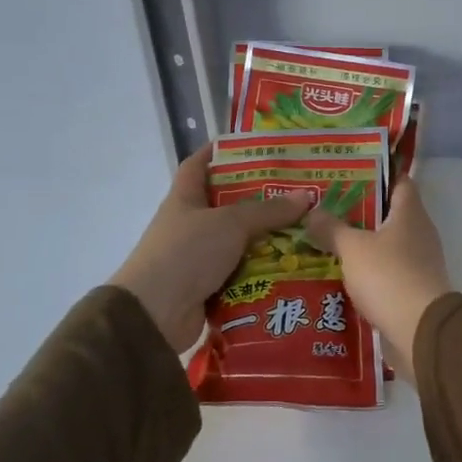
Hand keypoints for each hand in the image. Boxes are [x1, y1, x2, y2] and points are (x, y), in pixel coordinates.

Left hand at [110, 147, 314, 353]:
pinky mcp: (209, 288)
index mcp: (185, 200)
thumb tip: (306, 196)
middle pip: (228, 204)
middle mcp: (190, 225)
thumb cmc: (186, 253)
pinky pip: (243, 273)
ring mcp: (198, 258)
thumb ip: (268, 210)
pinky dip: (265, 271)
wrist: (154, 316)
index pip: (198, 165)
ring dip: (269, 239)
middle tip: (298, 192)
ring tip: (307, 231)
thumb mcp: (230, 223)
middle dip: (260, 199)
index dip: (219, 152)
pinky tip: (294, 266)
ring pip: (240, 241)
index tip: (250, 145)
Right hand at [305, 179, 451, 377]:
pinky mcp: (413, 289)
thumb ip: (332, 228)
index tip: (349, 173)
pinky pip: (386, 272)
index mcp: (410, 214)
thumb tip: (313, 211)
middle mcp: (419, 233)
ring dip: (361, 244)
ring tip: (325, 241)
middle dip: (360, 211)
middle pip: (390, 214)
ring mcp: (419, 262)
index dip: (377, 174)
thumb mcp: (353, 248)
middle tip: (326, 208)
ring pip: (386, 245)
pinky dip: (367, 272)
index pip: (400, 181)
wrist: (420, 331)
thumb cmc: (389, 276)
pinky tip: (341, 275)